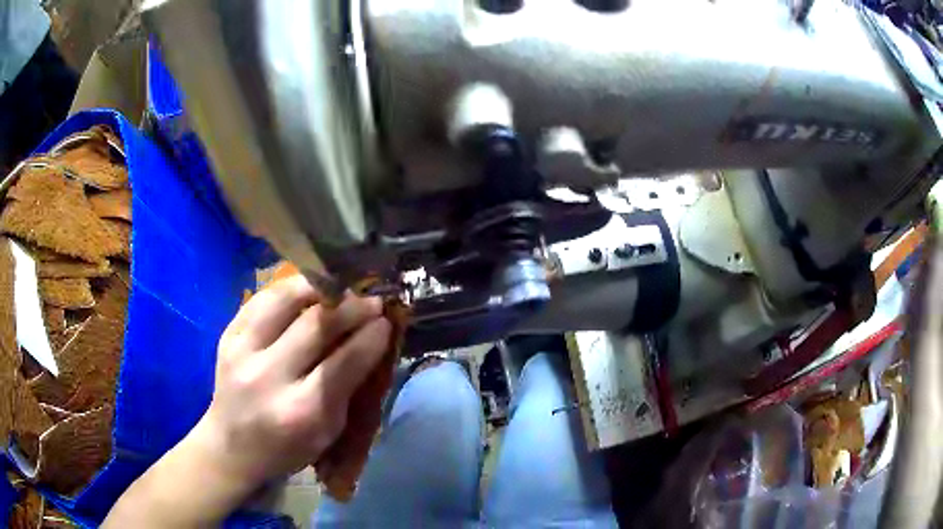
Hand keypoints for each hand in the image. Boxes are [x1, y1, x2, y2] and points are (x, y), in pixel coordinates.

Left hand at [197, 276, 391, 486]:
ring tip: (339, 287)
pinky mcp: (227, 336)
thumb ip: (349, 386)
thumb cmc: (288, 447)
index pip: (344, 362)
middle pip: (316, 325)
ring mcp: (242, 352)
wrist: (232, 447)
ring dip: (318, 288)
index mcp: (302, 411)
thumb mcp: (328, 431)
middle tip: (371, 300)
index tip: (387, 320)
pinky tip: (306, 291)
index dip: (371, 336)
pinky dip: (288, 290)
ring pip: (285, 300)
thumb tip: (372, 339)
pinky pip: (261, 299)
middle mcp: (268, 377)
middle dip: (351, 307)